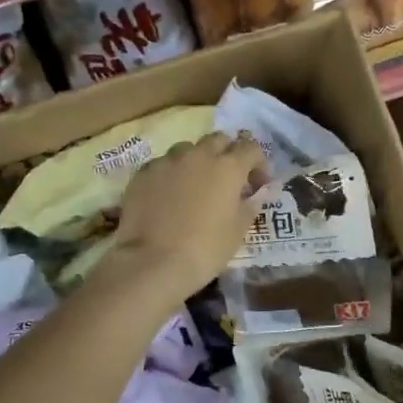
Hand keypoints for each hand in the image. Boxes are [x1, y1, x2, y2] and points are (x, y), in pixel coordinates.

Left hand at [107, 132, 266, 306]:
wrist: (152, 262)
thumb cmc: (205, 249)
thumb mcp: (237, 231)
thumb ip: (251, 205)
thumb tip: (259, 192)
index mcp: (228, 167)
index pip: (250, 148)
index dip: (258, 164)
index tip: (257, 184)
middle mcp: (198, 155)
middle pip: (218, 140)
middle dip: (227, 153)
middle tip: (228, 179)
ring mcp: (167, 161)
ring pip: (187, 149)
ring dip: (197, 160)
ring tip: (195, 185)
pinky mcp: (143, 173)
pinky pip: (163, 164)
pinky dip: (171, 174)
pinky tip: (168, 195)